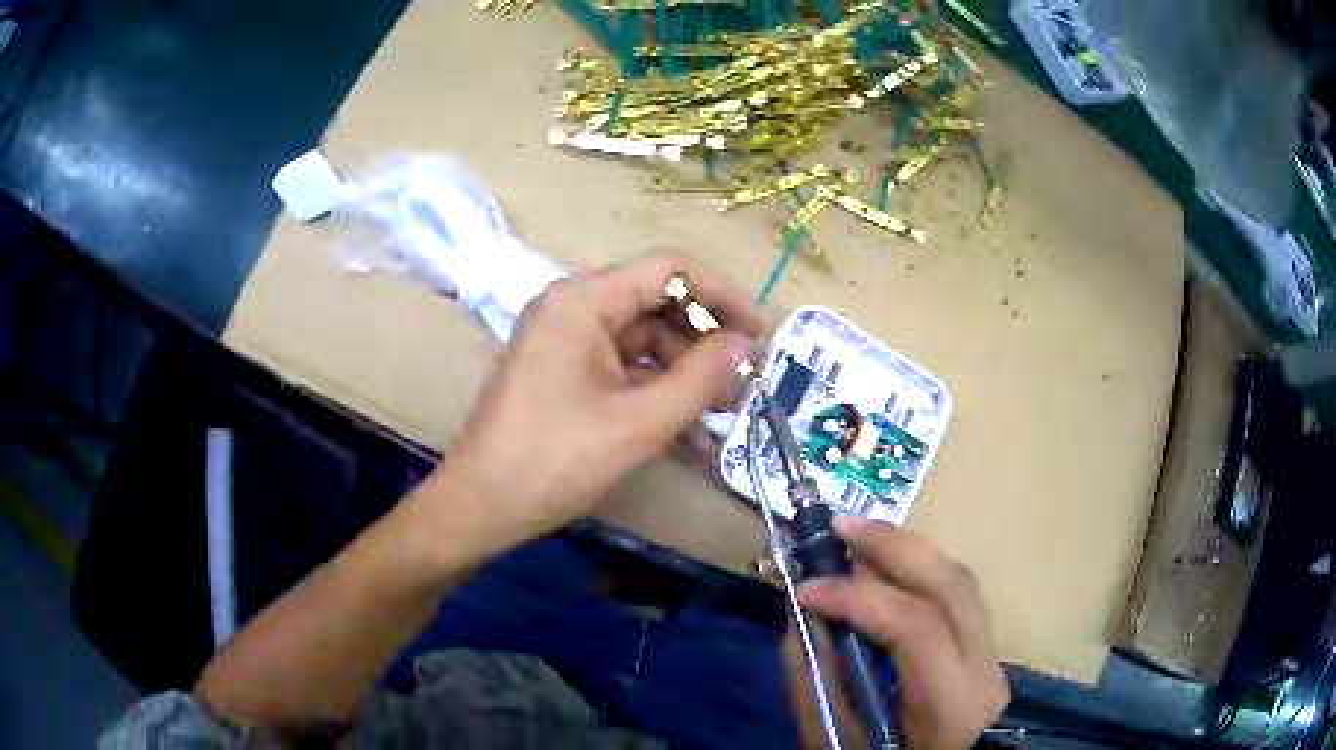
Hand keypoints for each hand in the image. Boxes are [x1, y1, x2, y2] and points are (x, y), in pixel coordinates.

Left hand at [440, 250, 761, 547]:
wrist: (480, 506)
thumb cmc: (555, 459)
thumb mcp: (639, 423)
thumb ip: (700, 378)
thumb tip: (743, 345)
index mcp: (583, 301)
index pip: (668, 269)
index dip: (721, 294)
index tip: (758, 332)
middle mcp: (573, 309)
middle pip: (656, 306)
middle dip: (704, 346)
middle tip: (744, 384)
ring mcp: (565, 343)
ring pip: (643, 344)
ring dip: (684, 379)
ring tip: (723, 419)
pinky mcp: (563, 375)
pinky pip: (621, 372)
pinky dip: (654, 397)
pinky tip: (689, 438)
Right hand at [797, 517, 1008, 749]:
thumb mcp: (843, 745)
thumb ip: (819, 687)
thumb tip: (800, 619)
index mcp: (952, 703)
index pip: (916, 627)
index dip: (859, 598)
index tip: (805, 591)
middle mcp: (984, 667)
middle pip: (951, 583)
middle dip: (892, 545)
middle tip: (838, 525)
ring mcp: (992, 651)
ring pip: (957, 577)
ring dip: (905, 547)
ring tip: (858, 534)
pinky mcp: (985, 643)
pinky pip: (955, 588)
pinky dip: (919, 566)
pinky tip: (888, 562)